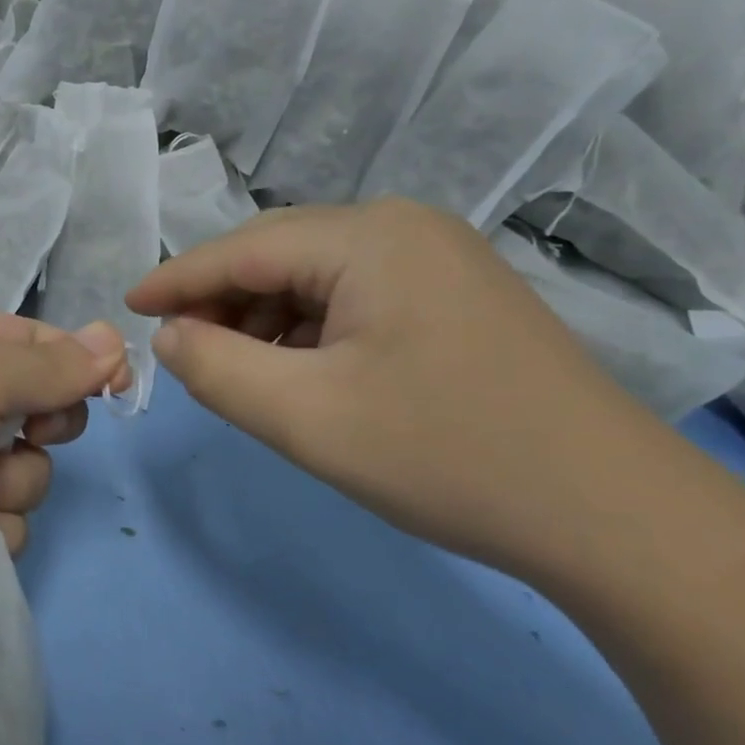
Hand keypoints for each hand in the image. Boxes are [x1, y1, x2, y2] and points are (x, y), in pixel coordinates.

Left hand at [0, 303, 130, 641]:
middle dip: (42, 424)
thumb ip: (49, 363)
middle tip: (21, 434)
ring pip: (29, 467)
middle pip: (39, 402)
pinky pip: (5, 516)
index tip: (112, 386)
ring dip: (11, 482)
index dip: (77, 359)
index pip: (33, 338)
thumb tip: (113, 336)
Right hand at [126, 200, 665, 575]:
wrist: (618, 518)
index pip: (243, 248)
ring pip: (317, 276)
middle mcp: (404, 226)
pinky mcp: (457, 293)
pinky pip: (356, 295)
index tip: (126, 307)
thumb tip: (170, 335)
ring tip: (243, 372)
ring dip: (267, 318)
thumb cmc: (448, 457)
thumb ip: (216, 368)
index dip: (177, 279)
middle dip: (223, 302)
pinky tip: (304, 372)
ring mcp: (439, 257)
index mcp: (369, 236)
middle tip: (183, 352)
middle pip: (280, 254)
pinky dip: (313, 329)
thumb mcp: (306, 418)